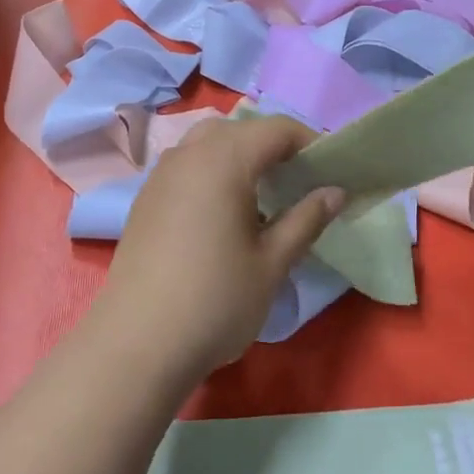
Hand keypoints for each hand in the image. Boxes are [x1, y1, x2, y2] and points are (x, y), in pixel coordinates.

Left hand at [89, 116, 344, 384]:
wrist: (137, 344)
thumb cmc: (215, 301)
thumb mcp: (272, 263)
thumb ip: (306, 220)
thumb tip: (335, 191)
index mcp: (223, 160)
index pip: (276, 129)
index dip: (310, 142)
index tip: (332, 171)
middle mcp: (188, 155)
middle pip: (239, 131)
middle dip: (274, 148)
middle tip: (299, 184)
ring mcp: (160, 176)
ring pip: (208, 145)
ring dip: (240, 158)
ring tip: (264, 199)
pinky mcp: (144, 200)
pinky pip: (187, 168)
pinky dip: (213, 174)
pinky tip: (224, 216)